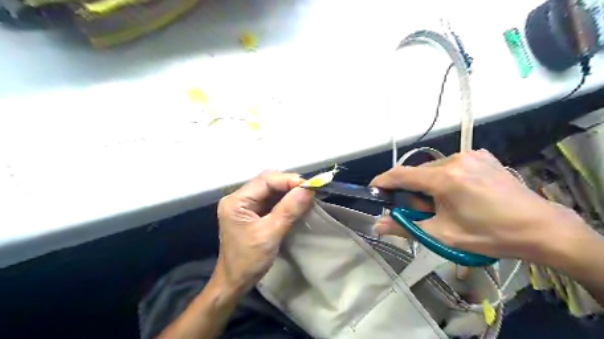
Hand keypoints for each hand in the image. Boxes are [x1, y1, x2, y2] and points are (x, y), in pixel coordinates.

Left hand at [214, 172, 316, 292]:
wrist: (234, 282)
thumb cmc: (248, 261)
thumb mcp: (270, 234)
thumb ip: (288, 210)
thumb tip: (308, 189)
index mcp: (237, 201)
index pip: (266, 180)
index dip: (289, 180)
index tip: (310, 186)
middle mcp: (239, 198)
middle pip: (268, 181)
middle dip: (290, 184)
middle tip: (309, 192)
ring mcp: (245, 204)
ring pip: (271, 189)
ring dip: (289, 191)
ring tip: (306, 197)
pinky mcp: (252, 211)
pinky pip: (271, 199)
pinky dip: (285, 200)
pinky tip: (297, 204)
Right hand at [371, 148, 587, 261]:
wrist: (540, 228)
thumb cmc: (489, 234)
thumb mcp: (443, 235)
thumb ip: (406, 227)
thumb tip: (377, 225)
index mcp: (445, 178)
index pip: (401, 175)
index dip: (383, 181)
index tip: (373, 189)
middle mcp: (455, 159)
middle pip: (418, 172)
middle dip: (412, 191)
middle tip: (422, 211)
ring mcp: (471, 154)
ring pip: (433, 168)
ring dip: (428, 184)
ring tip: (444, 204)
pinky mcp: (482, 155)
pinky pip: (450, 164)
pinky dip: (444, 177)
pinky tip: (459, 193)